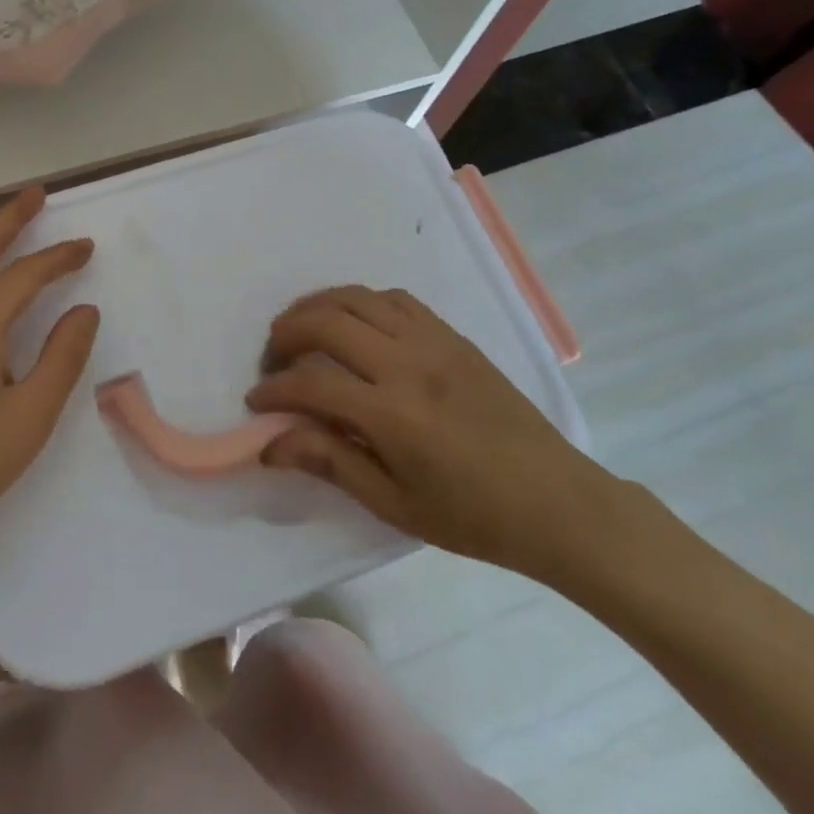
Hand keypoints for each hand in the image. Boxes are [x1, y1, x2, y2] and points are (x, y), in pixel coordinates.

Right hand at [247, 286, 621, 581]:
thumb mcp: (394, 503)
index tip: (256, 401)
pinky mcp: (452, 335)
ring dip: (318, 306)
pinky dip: (361, 301)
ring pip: (358, 297)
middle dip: (286, 333)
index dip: (274, 389)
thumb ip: (330, 463)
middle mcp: (408, 364)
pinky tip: (354, 324)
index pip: (312, 382)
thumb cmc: (472, 515)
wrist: (556, 500)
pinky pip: (395, 298)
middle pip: (327, 322)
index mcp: (393, 414)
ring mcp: (433, 342)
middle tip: (273, 360)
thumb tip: (270, 443)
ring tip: (301, 329)